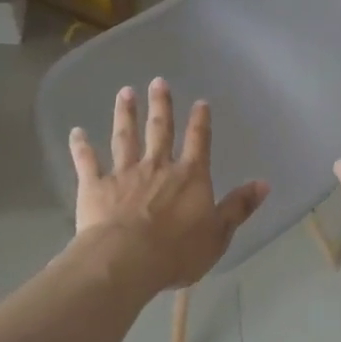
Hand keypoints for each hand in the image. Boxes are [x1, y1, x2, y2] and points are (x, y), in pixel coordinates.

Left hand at [68, 78, 268, 294]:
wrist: (127, 260)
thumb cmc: (177, 251)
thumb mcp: (218, 233)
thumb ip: (238, 207)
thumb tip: (264, 183)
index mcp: (189, 176)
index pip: (198, 142)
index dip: (200, 122)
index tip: (200, 102)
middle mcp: (157, 166)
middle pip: (160, 129)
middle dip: (160, 105)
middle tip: (157, 81)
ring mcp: (124, 173)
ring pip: (125, 137)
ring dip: (125, 114)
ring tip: (124, 93)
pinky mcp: (96, 186)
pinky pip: (87, 162)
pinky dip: (81, 146)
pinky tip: (76, 132)